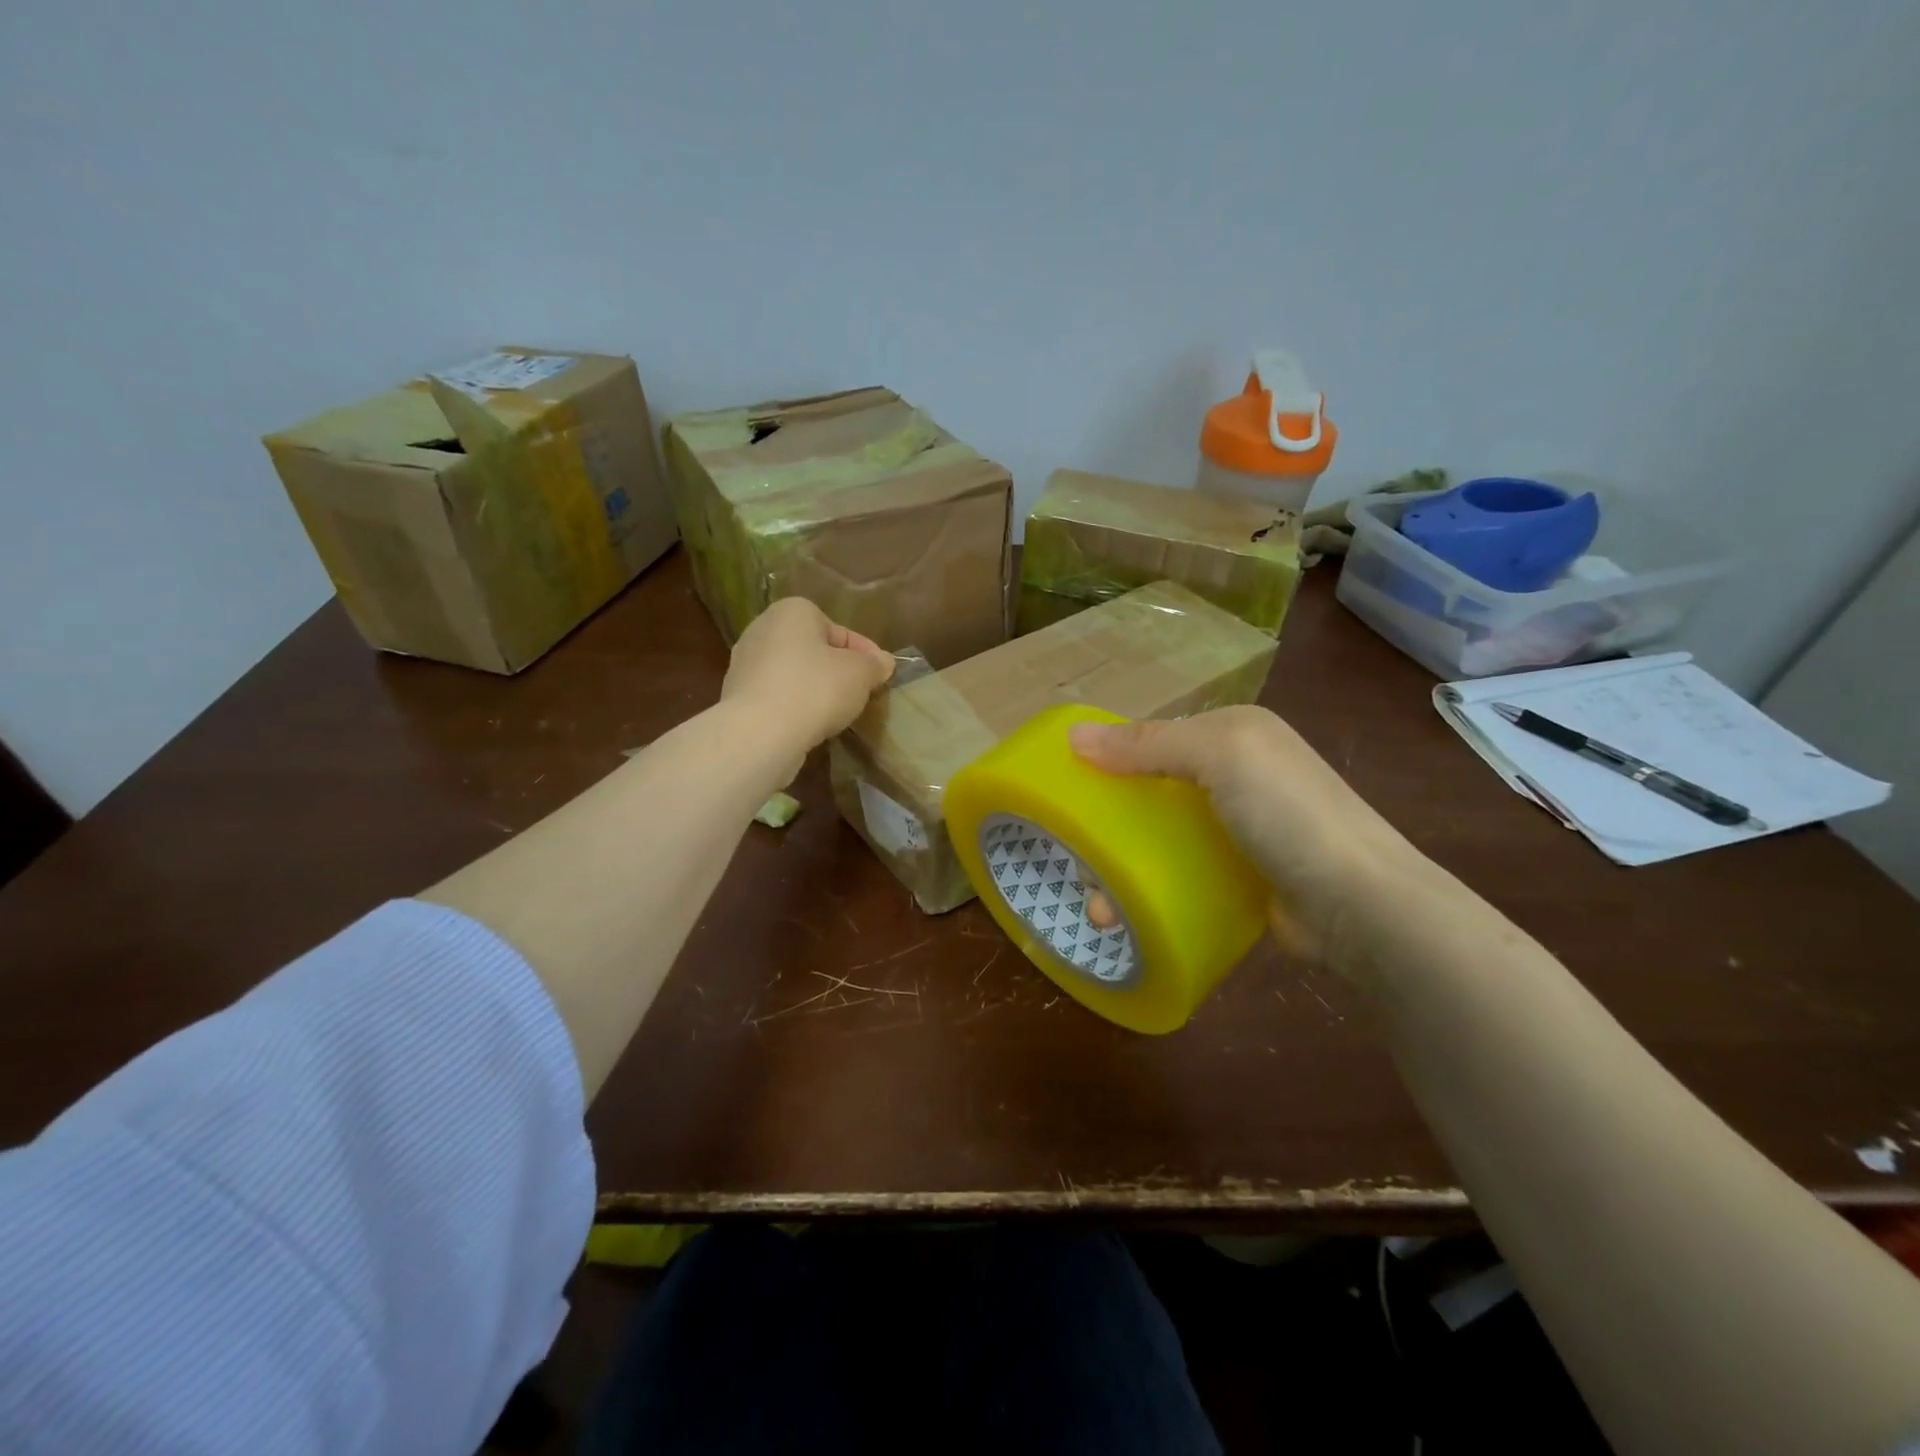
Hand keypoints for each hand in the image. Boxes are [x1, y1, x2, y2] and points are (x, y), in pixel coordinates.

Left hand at [722, 598, 894, 766]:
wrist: (760, 734)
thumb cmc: (815, 689)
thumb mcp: (860, 673)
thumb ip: (874, 664)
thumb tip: (882, 662)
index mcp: (793, 611)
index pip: (840, 631)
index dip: (866, 654)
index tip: (881, 676)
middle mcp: (762, 629)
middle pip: (814, 650)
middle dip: (838, 670)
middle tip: (860, 693)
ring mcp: (745, 664)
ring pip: (794, 674)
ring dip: (815, 689)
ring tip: (836, 712)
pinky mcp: (737, 696)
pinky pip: (777, 696)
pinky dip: (794, 707)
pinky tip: (809, 725)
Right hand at [1070, 706, 1427, 964]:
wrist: (1362, 906)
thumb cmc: (1287, 815)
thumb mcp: (1220, 756)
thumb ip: (1148, 743)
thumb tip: (1074, 736)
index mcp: (1232, 733)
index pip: (1152, 736)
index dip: (1107, 759)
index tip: (1066, 795)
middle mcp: (1235, 774)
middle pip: (1148, 792)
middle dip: (1108, 828)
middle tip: (1082, 867)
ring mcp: (1238, 829)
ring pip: (1158, 838)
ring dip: (1120, 871)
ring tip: (1101, 911)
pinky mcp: (1239, 876)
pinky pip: (1179, 873)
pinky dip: (1149, 891)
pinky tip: (1126, 918)